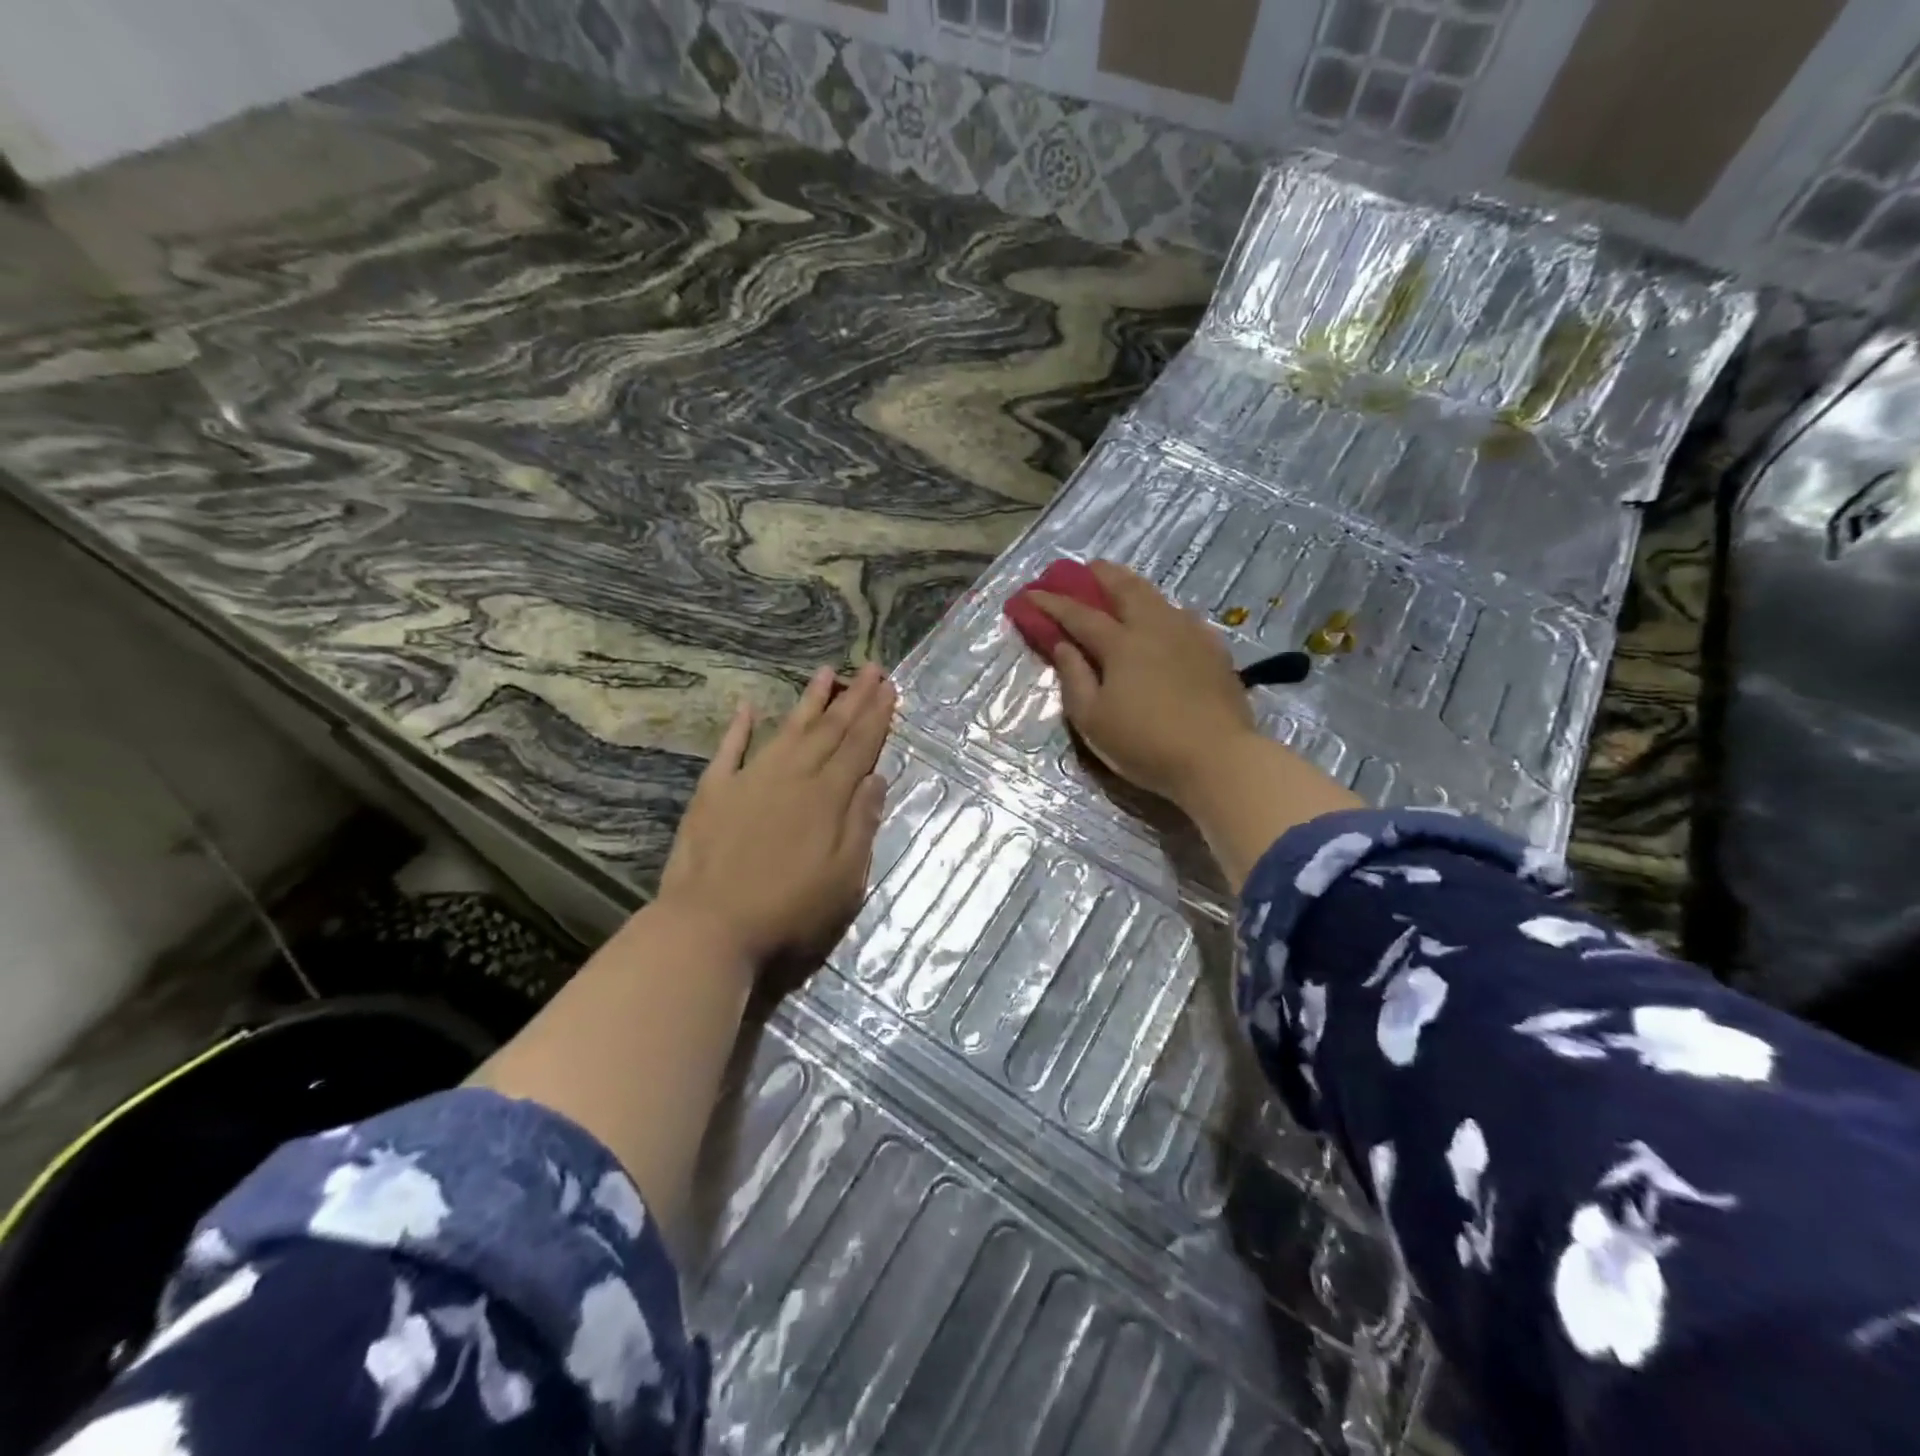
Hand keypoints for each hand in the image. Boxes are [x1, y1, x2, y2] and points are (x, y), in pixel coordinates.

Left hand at [658, 663, 893, 975]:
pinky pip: (729, 750)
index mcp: (827, 797)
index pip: (859, 747)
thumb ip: (861, 825)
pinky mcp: (714, 792)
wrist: (709, 927)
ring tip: (826, 672)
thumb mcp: (844, 880)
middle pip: (829, 730)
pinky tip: (747, 706)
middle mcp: (792, 776)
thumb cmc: (788, 911)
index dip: (877, 716)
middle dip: (854, 698)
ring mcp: (750, 780)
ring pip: (786, 729)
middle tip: (872, 668)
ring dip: (809, 701)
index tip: (890, 687)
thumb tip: (875, 779)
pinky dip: (739, 727)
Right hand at [1029, 561, 1256, 804]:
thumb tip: (1063, 645)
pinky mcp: (1214, 650)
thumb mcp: (1093, 720)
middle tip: (1084, 569)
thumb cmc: (1145, 744)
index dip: (1052, 604)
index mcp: (1121, 644)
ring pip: (1158, 598)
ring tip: (1122, 586)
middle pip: (1125, 588)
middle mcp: (1155, 627)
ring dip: (1133, 586)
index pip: (1079, 615)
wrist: (1218, 759)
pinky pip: (1183, 617)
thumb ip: (1074, 678)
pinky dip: (1163, 610)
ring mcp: (1190, 635)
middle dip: (1100, 575)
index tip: (1030, 594)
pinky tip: (1165, 620)